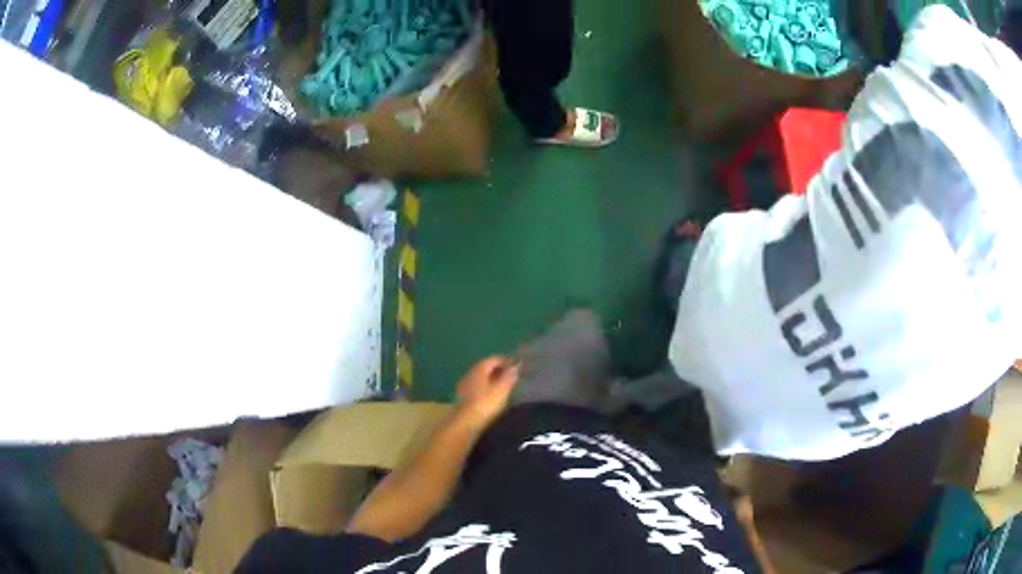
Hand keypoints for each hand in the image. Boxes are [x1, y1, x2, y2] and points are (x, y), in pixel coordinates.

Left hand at [455, 356, 519, 427]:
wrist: (464, 423)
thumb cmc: (485, 404)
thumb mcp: (501, 390)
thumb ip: (509, 377)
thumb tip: (515, 367)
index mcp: (479, 368)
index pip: (494, 359)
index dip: (506, 361)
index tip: (516, 367)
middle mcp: (470, 373)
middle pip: (486, 367)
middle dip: (498, 370)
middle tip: (511, 376)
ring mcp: (464, 385)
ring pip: (481, 378)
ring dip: (492, 380)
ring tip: (504, 387)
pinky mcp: (462, 397)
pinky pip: (477, 387)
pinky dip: (486, 388)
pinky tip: (491, 397)